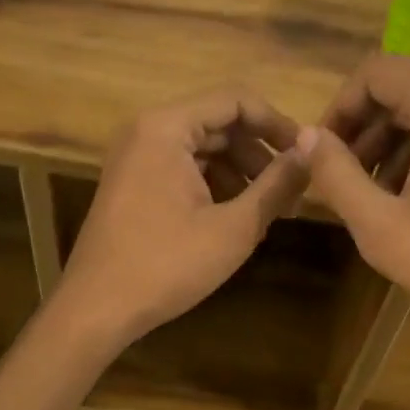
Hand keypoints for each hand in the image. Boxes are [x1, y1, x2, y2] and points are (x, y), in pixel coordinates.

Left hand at [55, 88, 308, 350]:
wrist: (97, 309)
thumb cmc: (167, 265)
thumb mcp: (234, 227)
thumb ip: (277, 185)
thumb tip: (312, 152)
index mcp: (166, 127)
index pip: (235, 100)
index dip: (277, 123)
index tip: (306, 155)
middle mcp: (147, 130)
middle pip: (219, 123)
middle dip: (259, 154)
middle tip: (293, 192)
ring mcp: (135, 157)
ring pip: (203, 148)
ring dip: (240, 173)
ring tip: (270, 211)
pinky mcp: (133, 182)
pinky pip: (183, 168)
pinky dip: (214, 185)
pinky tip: (236, 219)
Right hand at [298, 55, 409, 375]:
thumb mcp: (379, 225)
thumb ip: (335, 173)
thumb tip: (306, 137)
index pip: (375, 73)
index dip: (340, 107)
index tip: (322, 151)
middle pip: (404, 86)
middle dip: (365, 126)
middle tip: (342, 175)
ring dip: (393, 139)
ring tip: (372, 191)